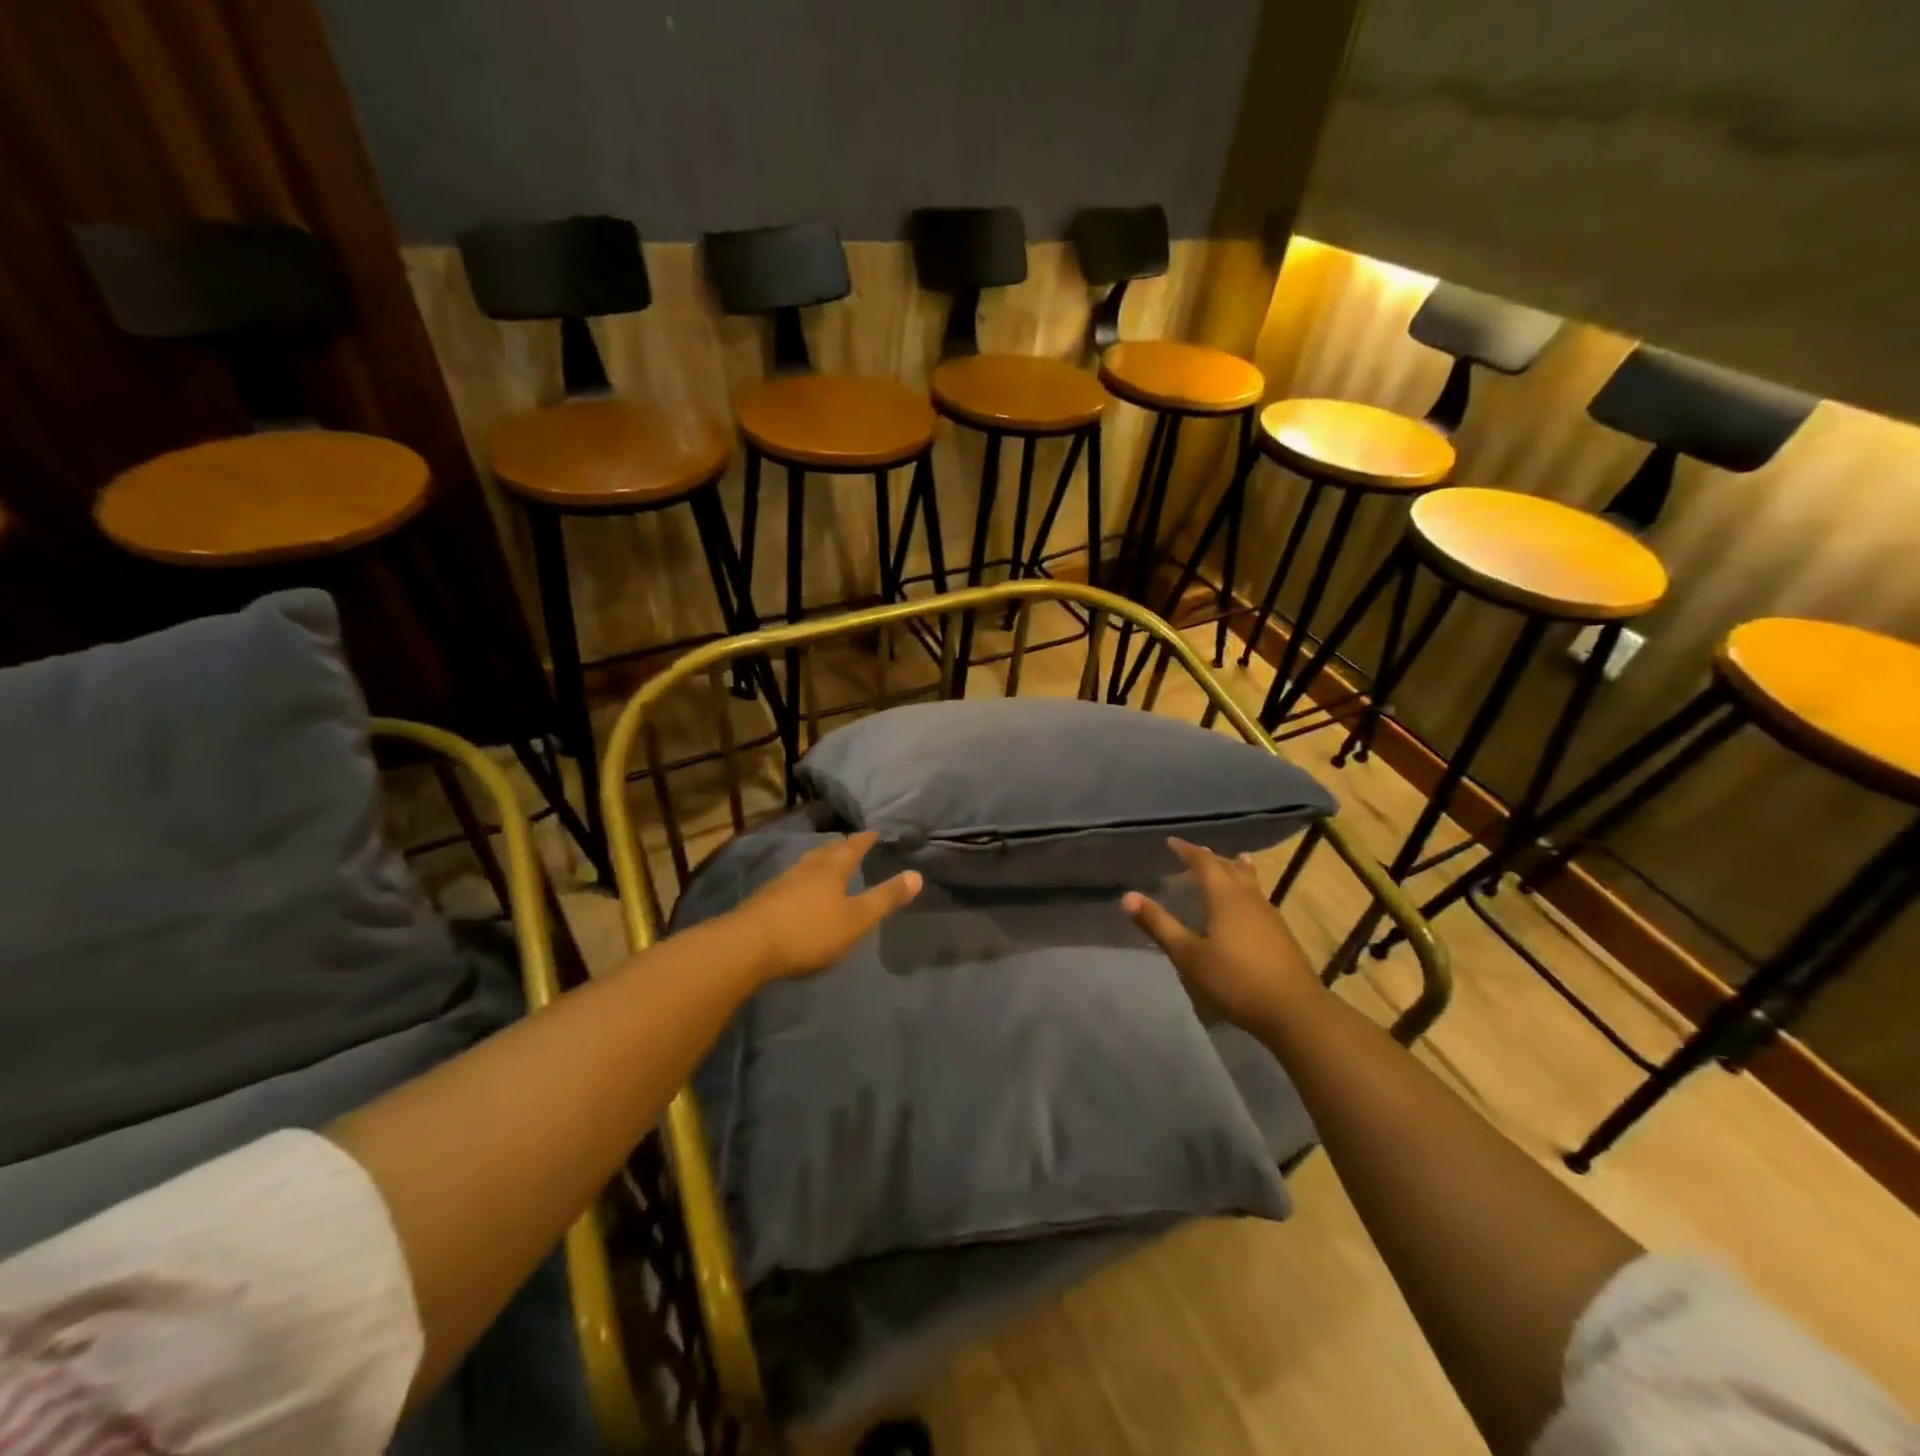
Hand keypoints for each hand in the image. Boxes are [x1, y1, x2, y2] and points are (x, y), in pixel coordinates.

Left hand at [729, 831, 921, 981]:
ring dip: (820, 862)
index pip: (853, 846)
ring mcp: (782, 882)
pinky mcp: (765, 899)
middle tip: (852, 844)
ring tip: (828, 864)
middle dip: (841, 847)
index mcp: (831, 869)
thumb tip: (917, 875)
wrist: (747, 946)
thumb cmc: (809, 931)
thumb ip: (885, 898)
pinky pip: (792, 881)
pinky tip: (800, 892)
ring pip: (807, 864)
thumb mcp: (856, 920)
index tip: (875, 830)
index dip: (866, 838)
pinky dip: (803, 880)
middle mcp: (807, 868)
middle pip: (827, 851)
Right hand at [1123, 837, 1318, 1031]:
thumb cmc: (1235, 980)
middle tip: (1196, 852)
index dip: (1187, 850)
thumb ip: (1159, 925)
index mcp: (1224, 897)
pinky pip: (1258, 897)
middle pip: (1230, 868)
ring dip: (1236, 869)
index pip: (1203, 863)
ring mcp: (1268, 915)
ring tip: (1234, 860)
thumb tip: (1127, 896)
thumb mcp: (1189, 955)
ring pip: (1250, 881)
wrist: (1294, 1010)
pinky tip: (1249, 904)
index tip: (1172, 842)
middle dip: (1211, 858)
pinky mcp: (1280, 933)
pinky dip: (1247, 888)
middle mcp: (1248, 898)